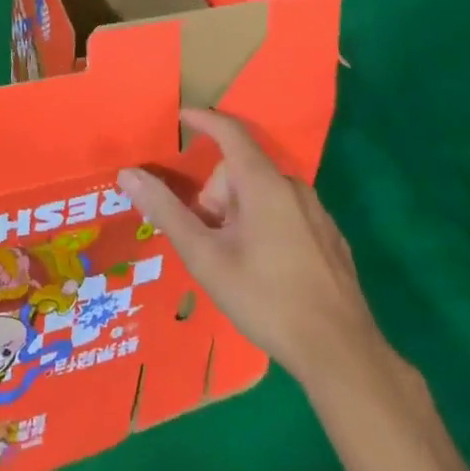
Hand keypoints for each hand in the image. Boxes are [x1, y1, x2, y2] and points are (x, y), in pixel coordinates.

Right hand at [118, 108, 383, 393]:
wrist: (340, 353)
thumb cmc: (265, 298)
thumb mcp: (205, 256)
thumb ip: (166, 210)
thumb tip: (129, 174)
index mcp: (264, 184)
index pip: (229, 132)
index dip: (203, 120)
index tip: (179, 117)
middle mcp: (294, 188)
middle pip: (241, 170)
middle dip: (215, 195)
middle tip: (207, 238)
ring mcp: (317, 213)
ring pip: (262, 192)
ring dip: (238, 211)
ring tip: (233, 258)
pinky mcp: (330, 238)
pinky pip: (285, 212)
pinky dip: (264, 224)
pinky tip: (264, 269)